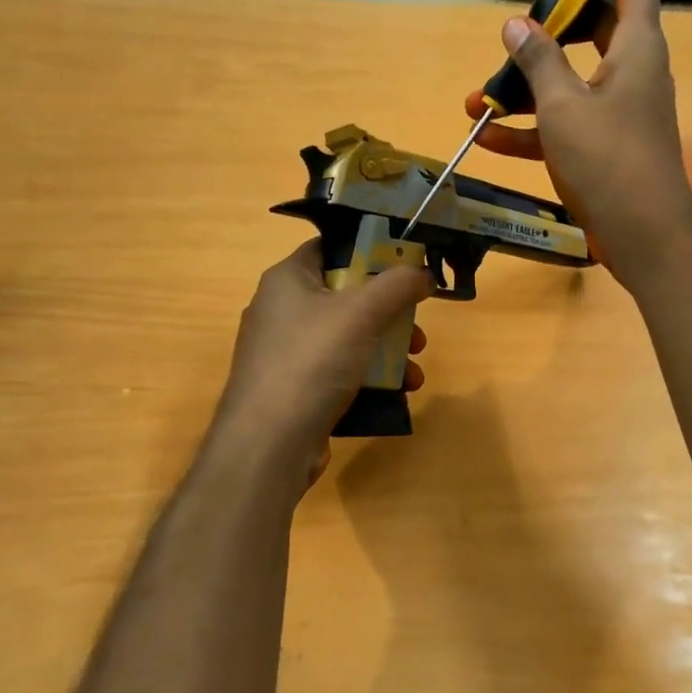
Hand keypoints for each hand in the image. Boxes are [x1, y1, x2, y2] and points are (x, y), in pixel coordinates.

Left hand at [204, 240, 430, 498]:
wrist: (268, 444)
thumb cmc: (312, 361)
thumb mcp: (362, 312)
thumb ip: (398, 284)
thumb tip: (422, 272)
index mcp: (287, 279)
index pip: (331, 248)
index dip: (369, 250)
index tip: (405, 264)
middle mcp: (281, 310)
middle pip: (346, 296)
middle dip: (389, 312)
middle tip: (417, 327)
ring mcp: (286, 352)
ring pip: (348, 337)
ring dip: (387, 349)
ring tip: (415, 369)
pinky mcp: (294, 388)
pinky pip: (339, 371)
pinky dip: (369, 377)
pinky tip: (398, 393)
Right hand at [466, 0, 691, 290]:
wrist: (644, 236)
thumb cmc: (608, 161)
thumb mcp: (563, 107)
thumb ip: (538, 61)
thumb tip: (515, 25)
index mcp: (636, 48)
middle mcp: (633, 71)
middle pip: (598, 27)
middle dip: (554, 25)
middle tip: (519, 27)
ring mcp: (619, 109)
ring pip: (573, 79)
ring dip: (529, 85)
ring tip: (482, 96)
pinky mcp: (605, 144)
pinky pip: (566, 122)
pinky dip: (533, 127)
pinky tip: (490, 137)